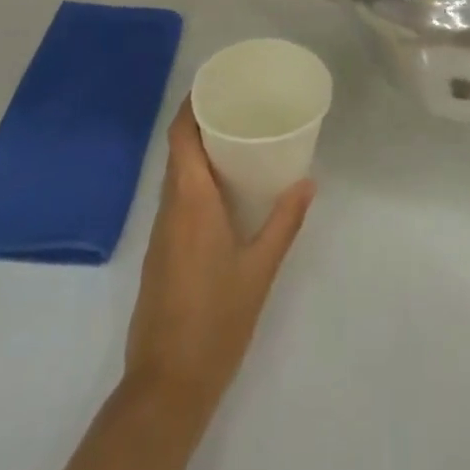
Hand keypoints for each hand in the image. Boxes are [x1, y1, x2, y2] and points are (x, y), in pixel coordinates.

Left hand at [123, 104, 314, 416]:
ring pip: (175, 174)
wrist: (166, 386)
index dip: (192, 104)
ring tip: (236, 139)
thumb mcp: (259, 270)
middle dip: (201, 121)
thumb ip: (284, 222)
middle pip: (177, 149)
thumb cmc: (216, 320)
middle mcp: (170, 208)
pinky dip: (195, 179)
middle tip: (238, 105)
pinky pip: (176, 199)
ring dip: (198, 150)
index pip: (181, 136)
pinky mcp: (160, 253)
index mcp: (191, 201)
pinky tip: (223, 190)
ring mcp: (161, 232)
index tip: (217, 83)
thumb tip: (308, 182)